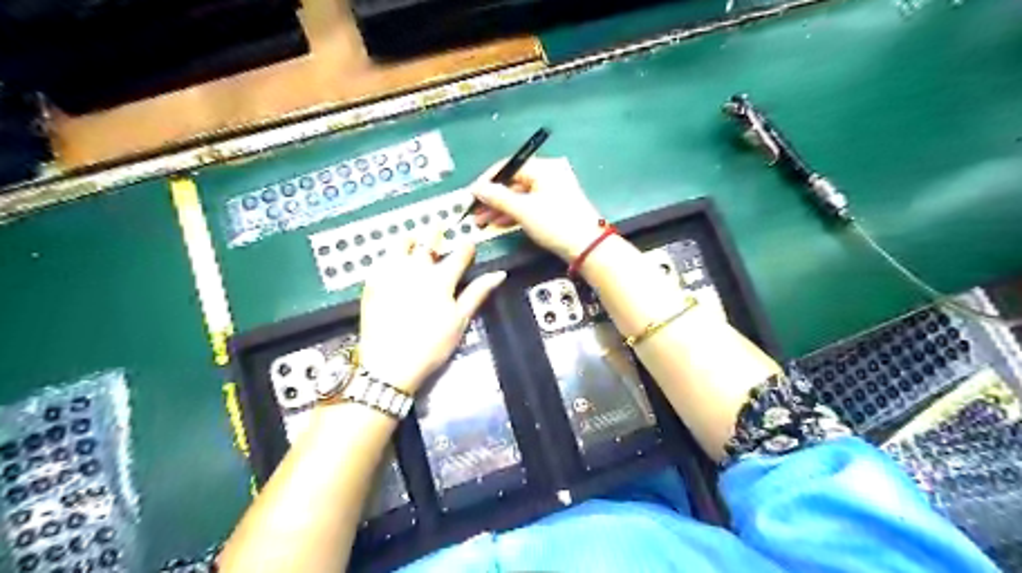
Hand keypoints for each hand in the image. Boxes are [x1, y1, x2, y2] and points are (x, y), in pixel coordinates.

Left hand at [355, 236, 504, 394]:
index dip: (467, 248)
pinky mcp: (373, 282)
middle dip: (435, 233)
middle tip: (438, 226)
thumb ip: (477, 293)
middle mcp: (416, 269)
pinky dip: (389, 254)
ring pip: (401, 245)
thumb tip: (499, 274)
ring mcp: (392, 273)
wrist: (389, 363)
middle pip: (428, 242)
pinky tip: (391, 258)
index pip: (459, 254)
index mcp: (441, 279)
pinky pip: (381, 259)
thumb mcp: (460, 320)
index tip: (469, 244)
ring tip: (412, 238)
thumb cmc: (431, 345)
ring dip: (410, 239)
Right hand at [470, 158, 603, 262]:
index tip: (471, 194)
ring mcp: (552, 192)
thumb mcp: (523, 210)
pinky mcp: (554, 208)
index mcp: (544, 168)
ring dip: (499, 208)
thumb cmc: (555, 223)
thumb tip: (477, 189)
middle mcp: (548, 175)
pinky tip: (497, 223)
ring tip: (481, 221)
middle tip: (473, 211)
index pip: (509, 166)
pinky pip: (528, 206)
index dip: (487, 180)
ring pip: (519, 196)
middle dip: (491, 198)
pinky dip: (513, 214)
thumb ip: (497, 197)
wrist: (587, 248)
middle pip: (513, 182)